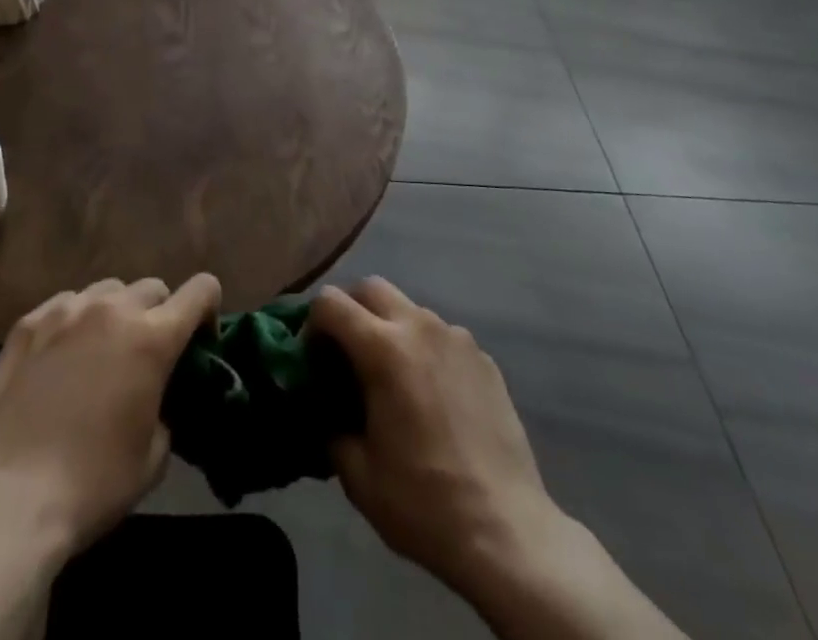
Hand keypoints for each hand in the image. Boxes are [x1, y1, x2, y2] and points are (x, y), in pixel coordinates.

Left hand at [0, 274, 221, 558]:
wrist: (9, 501)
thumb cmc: (92, 484)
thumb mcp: (153, 456)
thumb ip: (167, 409)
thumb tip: (158, 397)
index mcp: (153, 337)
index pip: (201, 290)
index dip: (208, 309)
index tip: (199, 341)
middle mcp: (113, 310)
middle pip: (153, 287)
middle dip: (159, 314)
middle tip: (146, 355)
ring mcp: (67, 311)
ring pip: (108, 290)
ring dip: (116, 313)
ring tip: (101, 351)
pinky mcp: (28, 324)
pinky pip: (65, 304)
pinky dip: (74, 321)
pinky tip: (61, 356)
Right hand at [311, 277, 565, 602]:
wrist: (506, 530)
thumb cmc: (423, 502)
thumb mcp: (358, 474)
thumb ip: (331, 426)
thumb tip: (326, 408)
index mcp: (384, 348)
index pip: (331, 302)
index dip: (311, 325)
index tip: (313, 360)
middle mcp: (420, 326)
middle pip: (371, 287)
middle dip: (350, 311)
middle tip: (345, 356)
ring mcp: (457, 338)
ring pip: (409, 309)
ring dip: (389, 328)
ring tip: (392, 379)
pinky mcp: (484, 357)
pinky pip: (441, 336)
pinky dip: (424, 350)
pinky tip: (431, 397)